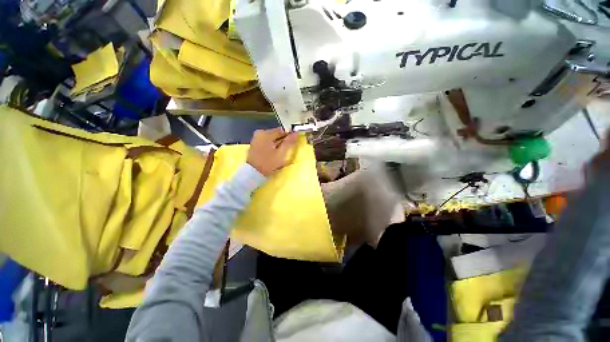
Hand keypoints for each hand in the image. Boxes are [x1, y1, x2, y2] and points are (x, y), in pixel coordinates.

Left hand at [247, 128, 298, 175]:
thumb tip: (296, 133)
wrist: (253, 173)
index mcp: (266, 133)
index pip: (282, 130)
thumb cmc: (268, 163)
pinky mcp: (255, 144)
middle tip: (287, 150)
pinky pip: (267, 142)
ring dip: (278, 143)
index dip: (289, 135)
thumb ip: (289, 142)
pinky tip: (274, 153)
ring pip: (272, 138)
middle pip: (276, 134)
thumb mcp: (281, 153)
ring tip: (280, 153)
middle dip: (283, 140)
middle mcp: (260, 133)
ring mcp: (256, 138)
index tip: (294, 142)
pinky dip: (272, 146)